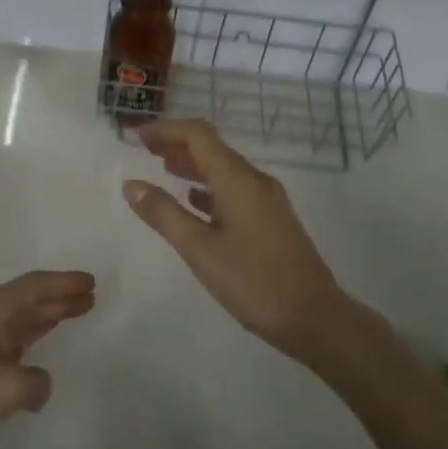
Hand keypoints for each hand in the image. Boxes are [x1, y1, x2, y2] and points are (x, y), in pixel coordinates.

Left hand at [0, 271, 95, 448]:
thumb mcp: (5, 388)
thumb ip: (35, 382)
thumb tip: (40, 384)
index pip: (36, 286)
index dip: (64, 283)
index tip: (91, 282)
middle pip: (30, 300)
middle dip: (60, 297)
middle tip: (90, 296)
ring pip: (21, 321)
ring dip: (47, 317)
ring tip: (74, 315)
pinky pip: (11, 344)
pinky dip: (31, 343)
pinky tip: (38, 358)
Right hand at [122, 120, 350, 359]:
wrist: (316, 318)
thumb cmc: (254, 281)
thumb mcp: (200, 249)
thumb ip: (164, 214)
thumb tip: (131, 184)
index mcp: (238, 179)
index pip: (198, 135)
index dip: (166, 130)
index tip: (136, 136)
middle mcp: (255, 180)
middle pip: (212, 148)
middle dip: (177, 144)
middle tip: (144, 150)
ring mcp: (267, 200)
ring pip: (224, 169)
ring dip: (192, 164)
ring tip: (163, 169)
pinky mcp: (272, 220)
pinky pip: (235, 188)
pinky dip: (209, 186)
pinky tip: (195, 201)